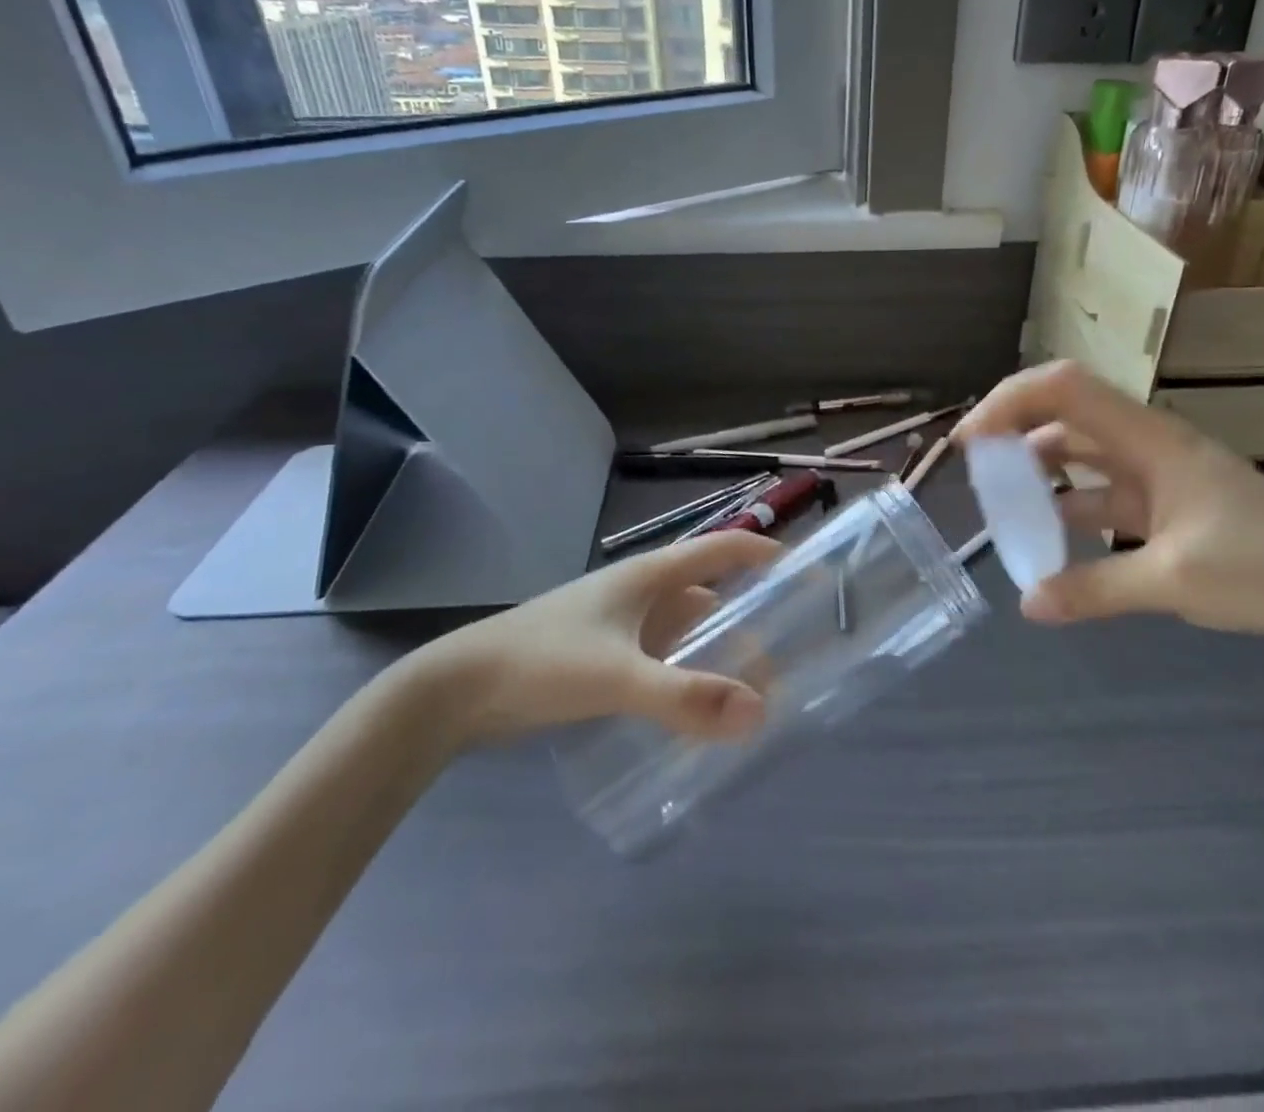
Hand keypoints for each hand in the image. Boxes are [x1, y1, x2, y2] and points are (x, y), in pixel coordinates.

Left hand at [412, 532, 780, 745]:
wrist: (456, 691)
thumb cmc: (541, 662)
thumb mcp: (617, 677)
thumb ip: (684, 697)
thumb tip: (758, 713)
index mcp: (649, 576)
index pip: (722, 548)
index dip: (765, 553)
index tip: (807, 575)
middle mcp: (640, 594)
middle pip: (710, 597)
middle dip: (749, 622)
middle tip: (786, 658)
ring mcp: (619, 627)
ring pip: (685, 633)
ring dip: (716, 654)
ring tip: (752, 693)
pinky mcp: (601, 658)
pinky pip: (661, 660)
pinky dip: (685, 677)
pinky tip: (697, 711)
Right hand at [955, 361, 1263, 648]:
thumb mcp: (1173, 582)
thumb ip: (1094, 589)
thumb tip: (1027, 605)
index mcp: (1151, 439)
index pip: (1066, 388)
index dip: (1010, 401)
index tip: (971, 441)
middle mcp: (1149, 443)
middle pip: (1067, 411)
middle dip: (1014, 428)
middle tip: (975, 467)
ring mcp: (1158, 472)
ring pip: (1081, 450)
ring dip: (1039, 467)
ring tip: (1002, 500)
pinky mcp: (1166, 503)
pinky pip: (1101, 490)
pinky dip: (1068, 503)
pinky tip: (1049, 534)